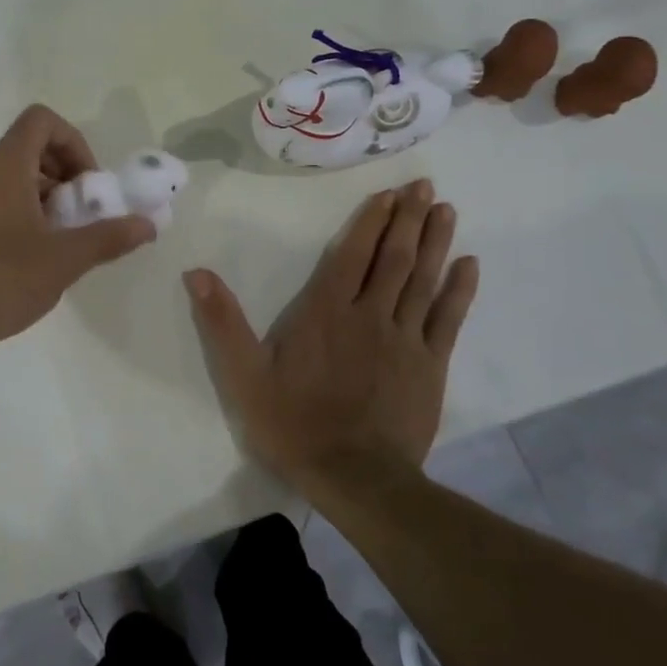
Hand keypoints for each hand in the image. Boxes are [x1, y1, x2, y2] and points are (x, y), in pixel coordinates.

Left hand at [0, 105, 156, 358]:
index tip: (88, 183)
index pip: (41, 121)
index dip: (74, 142)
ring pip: (14, 176)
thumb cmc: (2, 278)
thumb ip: (109, 237)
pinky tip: (35, 255)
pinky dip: (24, 211)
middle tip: (83, 212)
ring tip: (64, 238)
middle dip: (66, 173)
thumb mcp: (64, 259)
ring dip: (47, 196)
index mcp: (4, 165)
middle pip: (30, 147)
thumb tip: (148, 225)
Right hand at [185, 179, 477, 485]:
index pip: (352, 255)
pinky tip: (470, 265)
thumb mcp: (244, 376)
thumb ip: (222, 323)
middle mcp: (369, 315)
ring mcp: (405, 339)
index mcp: (326, 312)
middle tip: (424, 187)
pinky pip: (449, 319)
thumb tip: (196, 274)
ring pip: (423, 280)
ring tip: (446, 210)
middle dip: (408, 219)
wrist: (355, 478)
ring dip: (435, 242)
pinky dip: (460, 291)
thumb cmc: (294, 423)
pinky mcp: (430, 366)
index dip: (371, 222)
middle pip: (394, 258)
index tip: (389, 194)